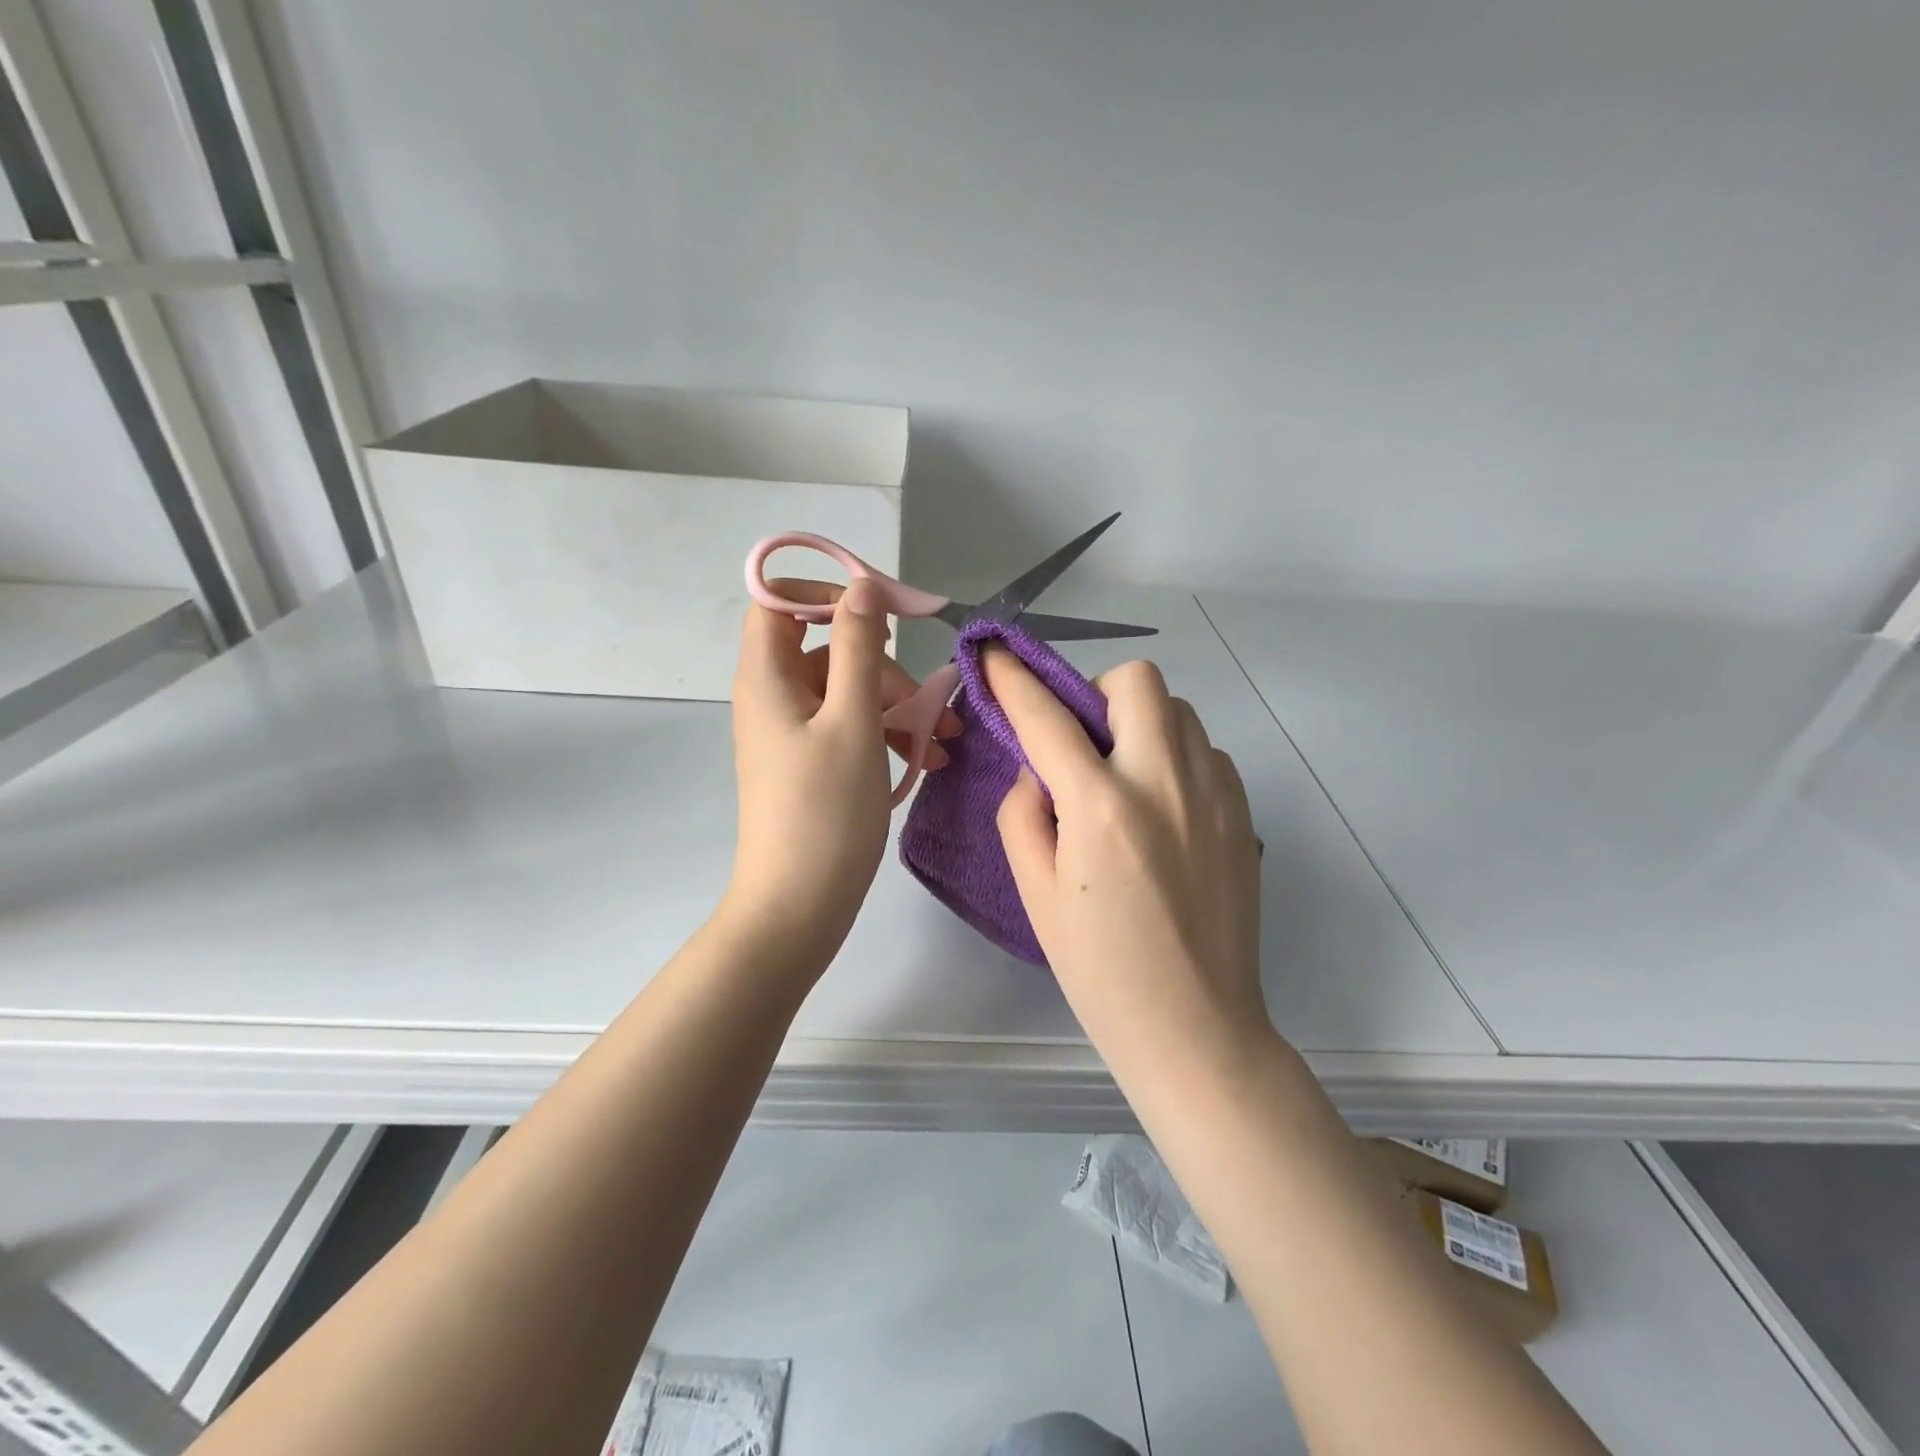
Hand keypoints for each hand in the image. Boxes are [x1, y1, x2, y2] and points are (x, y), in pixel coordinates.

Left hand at [725, 578, 960, 961]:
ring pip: (847, 691)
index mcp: (767, 677)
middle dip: (884, 666)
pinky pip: (849, 728)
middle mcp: (773, 697)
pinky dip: (886, 735)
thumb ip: (857, 648)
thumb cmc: (825, 811)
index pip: (779, 600)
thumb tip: (861, 588)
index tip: (881, 609)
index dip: (826, 591)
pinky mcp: (810, 762)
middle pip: (827, 648)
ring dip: (897, 705)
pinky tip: (925, 761)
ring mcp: (791, 732)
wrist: (799, 906)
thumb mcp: (853, 721)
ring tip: (944, 742)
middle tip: (927, 702)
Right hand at [985, 649, 1265, 1063]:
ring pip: (1178, 710)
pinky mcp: (1243, 812)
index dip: (1013, 679)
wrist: (1195, 1025)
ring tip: (1123, 776)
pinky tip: (1161, 807)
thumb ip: (1024, 813)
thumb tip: (1039, 769)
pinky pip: (1204, 749)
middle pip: (1137, 681)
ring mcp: (1215, 794)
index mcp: (1102, 808)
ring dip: (1139, 724)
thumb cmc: (1100, 970)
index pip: (1046, 717)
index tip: (995, 654)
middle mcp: (1164, 783)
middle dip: (1096, 692)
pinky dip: (1174, 756)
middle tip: (1082, 742)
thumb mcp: (1036, 894)